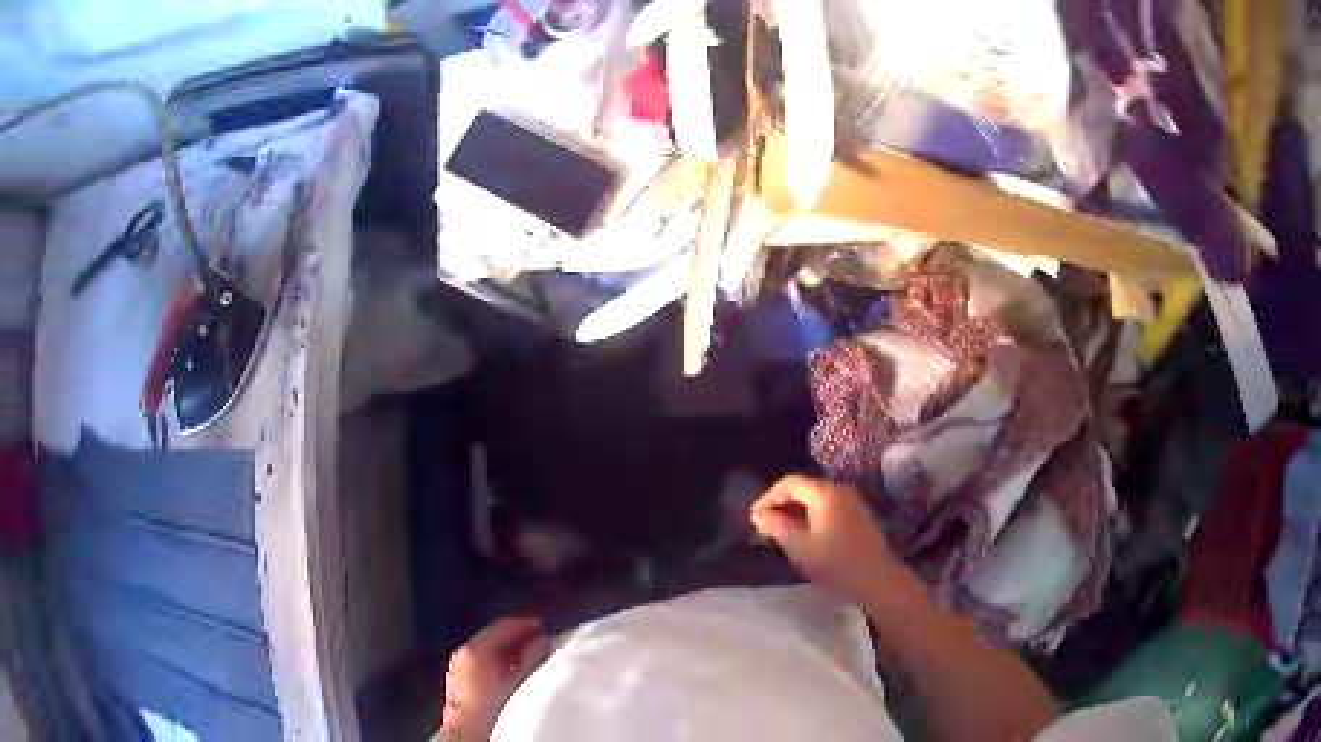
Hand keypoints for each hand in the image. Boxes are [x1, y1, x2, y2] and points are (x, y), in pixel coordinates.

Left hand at [443, 617, 551, 740]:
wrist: (469, 731)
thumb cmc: (492, 706)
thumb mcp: (519, 681)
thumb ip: (532, 658)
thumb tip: (543, 641)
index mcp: (476, 649)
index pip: (503, 626)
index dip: (525, 625)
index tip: (543, 628)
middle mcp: (464, 652)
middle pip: (494, 636)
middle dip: (517, 637)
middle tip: (540, 641)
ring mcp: (460, 665)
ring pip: (488, 649)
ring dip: (509, 650)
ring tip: (531, 657)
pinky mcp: (460, 678)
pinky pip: (483, 661)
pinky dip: (499, 661)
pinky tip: (512, 671)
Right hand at [750, 475, 903, 603]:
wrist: (876, 579)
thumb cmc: (835, 562)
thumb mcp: (799, 546)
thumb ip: (777, 526)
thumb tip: (761, 515)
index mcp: (824, 492)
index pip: (789, 483)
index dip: (768, 497)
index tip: (754, 518)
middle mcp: (839, 489)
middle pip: (803, 489)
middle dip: (781, 505)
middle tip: (764, 527)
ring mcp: (852, 502)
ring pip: (816, 500)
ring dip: (796, 513)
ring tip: (780, 534)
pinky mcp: (859, 515)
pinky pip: (828, 508)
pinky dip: (811, 518)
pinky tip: (804, 537)